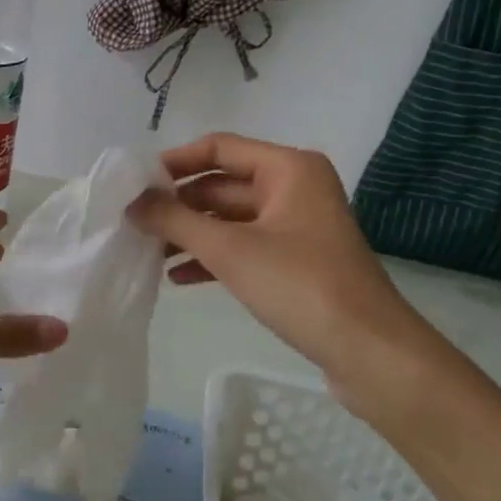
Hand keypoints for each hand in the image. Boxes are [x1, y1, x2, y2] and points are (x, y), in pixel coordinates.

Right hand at [128, 133, 433, 398]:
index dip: (175, 163)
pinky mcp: (295, 260)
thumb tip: (131, 202)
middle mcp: (294, 188)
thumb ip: (175, 221)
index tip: (135, 184)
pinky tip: (177, 278)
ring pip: (229, 219)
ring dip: (190, 234)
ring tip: (148, 253)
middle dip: (178, 205)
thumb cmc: (300, 286)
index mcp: (288, 169)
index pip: (219, 148)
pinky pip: (243, 247)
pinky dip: (211, 258)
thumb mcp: (229, 250)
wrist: (368, 351)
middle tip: (134, 223)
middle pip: (222, 185)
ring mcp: (295, 226)